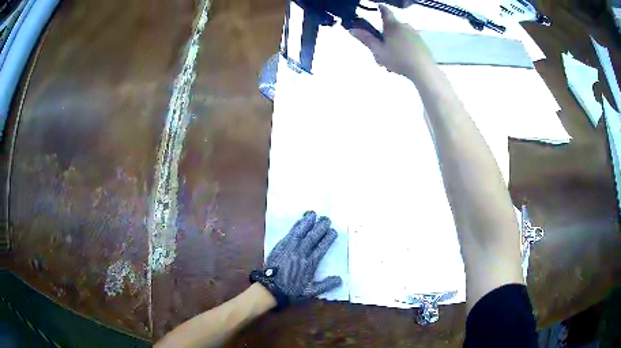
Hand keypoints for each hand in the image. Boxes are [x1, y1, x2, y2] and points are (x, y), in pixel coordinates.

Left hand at [251, 211, 341, 308]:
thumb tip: (340, 280)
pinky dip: (296, 226)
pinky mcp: (281, 246)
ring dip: (307, 222)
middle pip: (313, 237)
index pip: (321, 248)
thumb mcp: (311, 291)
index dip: (328, 239)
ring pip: (301, 233)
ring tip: (313, 213)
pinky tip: (300, 221)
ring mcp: (290, 248)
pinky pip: (290, 234)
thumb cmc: (291, 290)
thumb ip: (326, 285)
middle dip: (320, 227)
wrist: (270, 289)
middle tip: (327, 219)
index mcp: (310, 263)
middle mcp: (301, 253)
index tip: (334, 231)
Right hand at [350, 5, 434, 80]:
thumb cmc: (398, 59)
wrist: (423, 70)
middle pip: (392, 27)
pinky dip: (405, 47)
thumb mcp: (378, 50)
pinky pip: (410, 41)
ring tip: (392, 61)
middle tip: (381, 51)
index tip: (378, 6)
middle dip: (386, 36)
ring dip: (395, 44)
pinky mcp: (423, 43)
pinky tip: (404, 60)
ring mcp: (415, 34)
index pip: (385, 12)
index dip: (381, 8)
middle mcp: (404, 26)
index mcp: (392, 26)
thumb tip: (352, 29)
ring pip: (401, 35)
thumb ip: (366, 39)